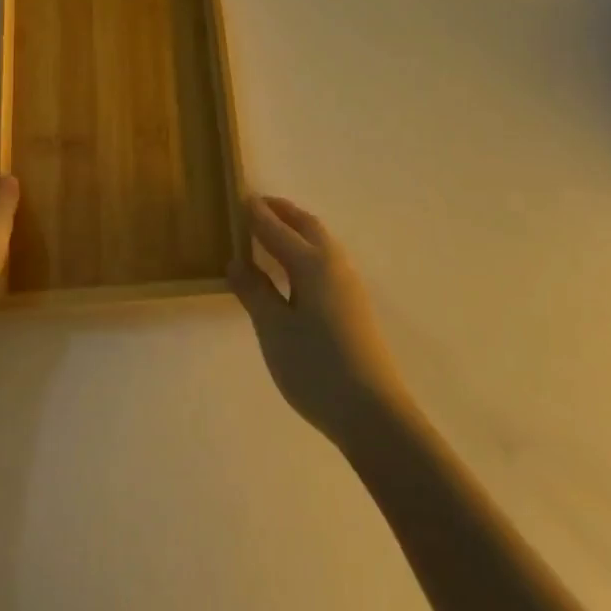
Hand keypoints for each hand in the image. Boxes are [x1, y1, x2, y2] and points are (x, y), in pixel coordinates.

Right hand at [229, 197, 408, 446]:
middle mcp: (334, 265)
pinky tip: (296, 270)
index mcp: (311, 264)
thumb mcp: (274, 329)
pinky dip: (307, 249)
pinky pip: (327, 260)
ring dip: (298, 229)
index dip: (257, 214)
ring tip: (274, 232)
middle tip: (258, 206)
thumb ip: (254, 291)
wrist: (374, 413)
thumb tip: (236, 260)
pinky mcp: (355, 306)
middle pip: (307, 226)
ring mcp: (349, 285)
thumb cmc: (316, 368)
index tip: (240, 197)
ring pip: (321, 242)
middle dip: (283, 212)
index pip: (278, 229)